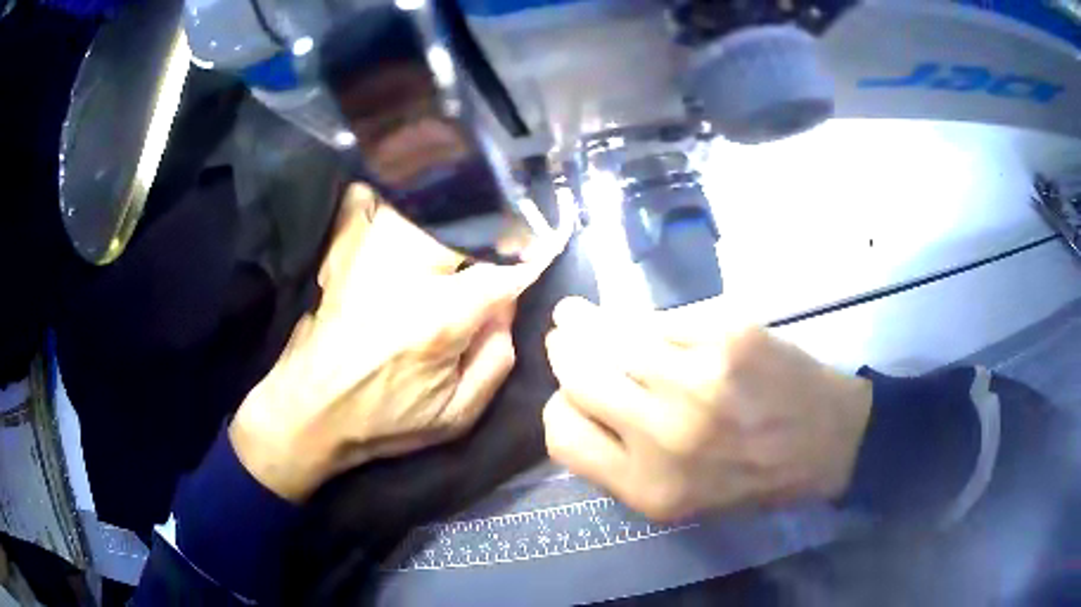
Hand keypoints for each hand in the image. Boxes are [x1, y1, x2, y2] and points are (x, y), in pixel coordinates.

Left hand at [230, 184, 562, 501]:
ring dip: (445, 199)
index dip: (535, 251)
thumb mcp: (455, 416)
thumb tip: (508, 304)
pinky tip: (398, 204)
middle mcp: (404, 272)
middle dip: (495, 219)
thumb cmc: (384, 421)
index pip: (504, 269)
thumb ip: (495, 359)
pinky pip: (362, 200)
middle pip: (462, 218)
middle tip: (506, 228)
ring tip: (463, 205)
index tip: (553, 234)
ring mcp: (366, 254)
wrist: (310, 413)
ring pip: (416, 198)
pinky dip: (384, 195)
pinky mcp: (340, 251)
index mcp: (439, 318)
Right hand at [542, 298, 871, 520]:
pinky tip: (656, 327)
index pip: (561, 433)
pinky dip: (651, 323)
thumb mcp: (679, 499)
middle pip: (578, 375)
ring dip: (591, 323)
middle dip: (565, 351)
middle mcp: (665, 434)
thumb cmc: (753, 478)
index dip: (560, 409)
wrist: (828, 441)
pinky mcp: (727, 333)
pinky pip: (662, 318)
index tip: (570, 396)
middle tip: (565, 334)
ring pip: (613, 335)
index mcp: (648, 486)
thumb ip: (621, 463)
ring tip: (581, 315)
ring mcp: (698, 377)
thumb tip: (575, 403)